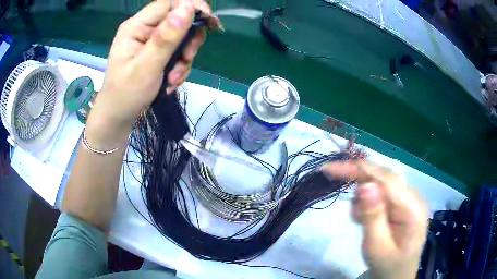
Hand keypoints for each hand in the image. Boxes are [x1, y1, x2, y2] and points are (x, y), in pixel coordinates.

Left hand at [87, 0, 219, 145]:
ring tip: (174, 78)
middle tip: (187, 58)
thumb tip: (187, 8)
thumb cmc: (126, 94)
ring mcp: (151, 42)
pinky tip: (172, 81)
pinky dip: (180, 67)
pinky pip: (178, 52)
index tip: (210, 21)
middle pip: (179, 20)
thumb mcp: (146, 67)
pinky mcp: (157, 53)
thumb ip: (166, 38)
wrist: (119, 116)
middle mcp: (145, 29)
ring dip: (185, 58)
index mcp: (137, 26)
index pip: (169, 3)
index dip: (191, 7)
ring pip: (182, 38)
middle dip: (189, 40)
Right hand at [322, 161, 427, 278]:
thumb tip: (366, 185)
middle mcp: (413, 197)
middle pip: (383, 176)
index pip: (387, 178)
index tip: (330, 168)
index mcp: (412, 208)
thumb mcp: (377, 247)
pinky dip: (367, 203)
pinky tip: (364, 219)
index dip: (360, 168)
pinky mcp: (401, 205)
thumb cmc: (387, 266)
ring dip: (363, 195)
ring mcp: (407, 200)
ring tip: (358, 219)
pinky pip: (381, 194)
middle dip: (357, 178)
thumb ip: (373, 217)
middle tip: (332, 177)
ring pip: (381, 184)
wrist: (396, 276)